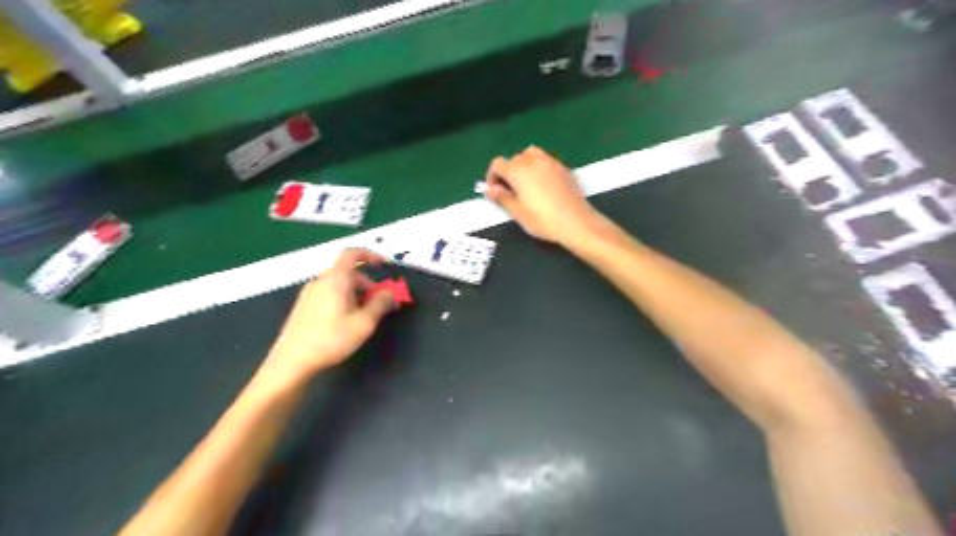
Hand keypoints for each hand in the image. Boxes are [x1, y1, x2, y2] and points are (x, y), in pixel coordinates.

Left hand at [260, 249, 394, 381]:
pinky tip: (346, 322)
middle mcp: (320, 281)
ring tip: (365, 315)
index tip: (383, 264)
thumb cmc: (331, 339)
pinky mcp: (303, 307)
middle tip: (380, 302)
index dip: (370, 255)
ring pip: (338, 285)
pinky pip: (329, 294)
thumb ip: (381, 303)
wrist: (292, 361)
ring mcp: (309, 294)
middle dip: (367, 283)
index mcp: (335, 279)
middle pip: (348, 272)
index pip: (352, 254)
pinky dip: (343, 299)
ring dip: (356, 293)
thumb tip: (391, 292)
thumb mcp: (364, 323)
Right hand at [486, 147, 603, 244]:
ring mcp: (551, 162)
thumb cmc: (543, 221)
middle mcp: (533, 160)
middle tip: (510, 192)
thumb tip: (489, 190)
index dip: (492, 177)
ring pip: (531, 155)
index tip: (495, 192)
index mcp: (518, 170)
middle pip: (514, 159)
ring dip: (524, 166)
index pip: (497, 164)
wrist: (577, 223)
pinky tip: (543, 187)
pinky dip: (539, 168)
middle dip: (508, 172)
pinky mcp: (564, 168)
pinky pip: (546, 161)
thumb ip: (502, 198)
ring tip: (526, 185)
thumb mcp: (518, 213)